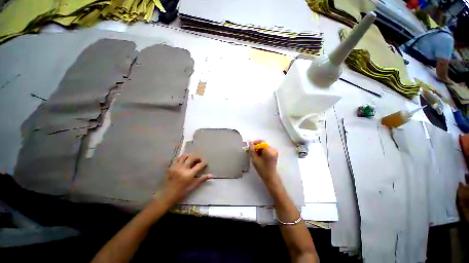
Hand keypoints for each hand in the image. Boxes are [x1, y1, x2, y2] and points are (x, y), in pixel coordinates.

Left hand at [160, 154, 211, 205]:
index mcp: (189, 175)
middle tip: (200, 160)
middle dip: (198, 157)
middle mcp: (183, 168)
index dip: (204, 163)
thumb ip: (202, 179)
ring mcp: (176, 167)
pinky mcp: (171, 166)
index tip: (205, 164)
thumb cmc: (181, 193)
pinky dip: (183, 157)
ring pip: (185, 155)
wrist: (166, 196)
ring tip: (193, 159)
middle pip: (192, 157)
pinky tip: (185, 160)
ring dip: (190, 155)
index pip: (199, 165)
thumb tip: (211, 175)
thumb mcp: (192, 186)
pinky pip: (178, 158)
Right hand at [249, 140, 278, 181]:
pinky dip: (263, 152)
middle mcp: (273, 149)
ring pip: (264, 147)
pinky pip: (267, 150)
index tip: (250, 147)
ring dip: (259, 150)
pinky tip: (260, 157)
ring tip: (255, 156)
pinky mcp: (274, 154)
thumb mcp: (254, 159)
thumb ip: (252, 149)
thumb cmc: (262, 169)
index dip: (255, 143)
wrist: (270, 177)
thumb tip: (250, 142)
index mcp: (269, 150)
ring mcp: (275, 152)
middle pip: (263, 144)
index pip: (261, 142)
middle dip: (257, 147)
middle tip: (252, 152)